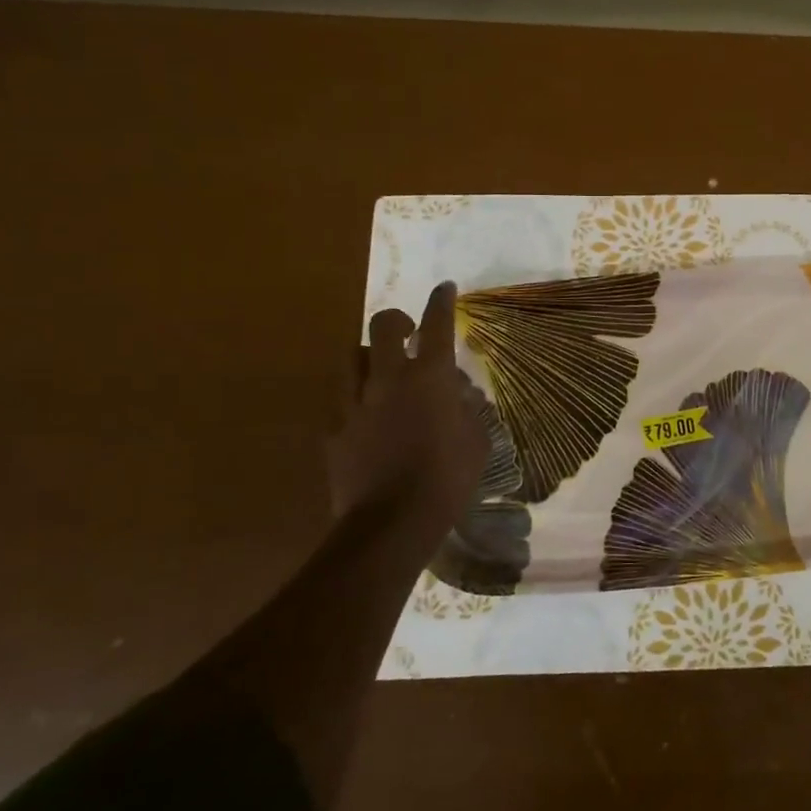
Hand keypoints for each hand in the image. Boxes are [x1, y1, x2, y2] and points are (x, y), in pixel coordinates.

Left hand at [326, 281, 489, 555]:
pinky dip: (353, 397)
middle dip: (398, 320)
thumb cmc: (448, 479)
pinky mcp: (333, 428)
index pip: (437, 325)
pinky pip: (339, 399)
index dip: (441, 302)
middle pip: (385, 326)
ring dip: (370, 356)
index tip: (444, 288)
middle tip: (408, 333)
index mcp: (430, 378)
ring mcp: (355, 402)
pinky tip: (363, 413)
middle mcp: (390, 379)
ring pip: (353, 356)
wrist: (392, 522)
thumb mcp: (477, 440)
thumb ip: (468, 408)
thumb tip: (457, 391)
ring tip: (380, 370)